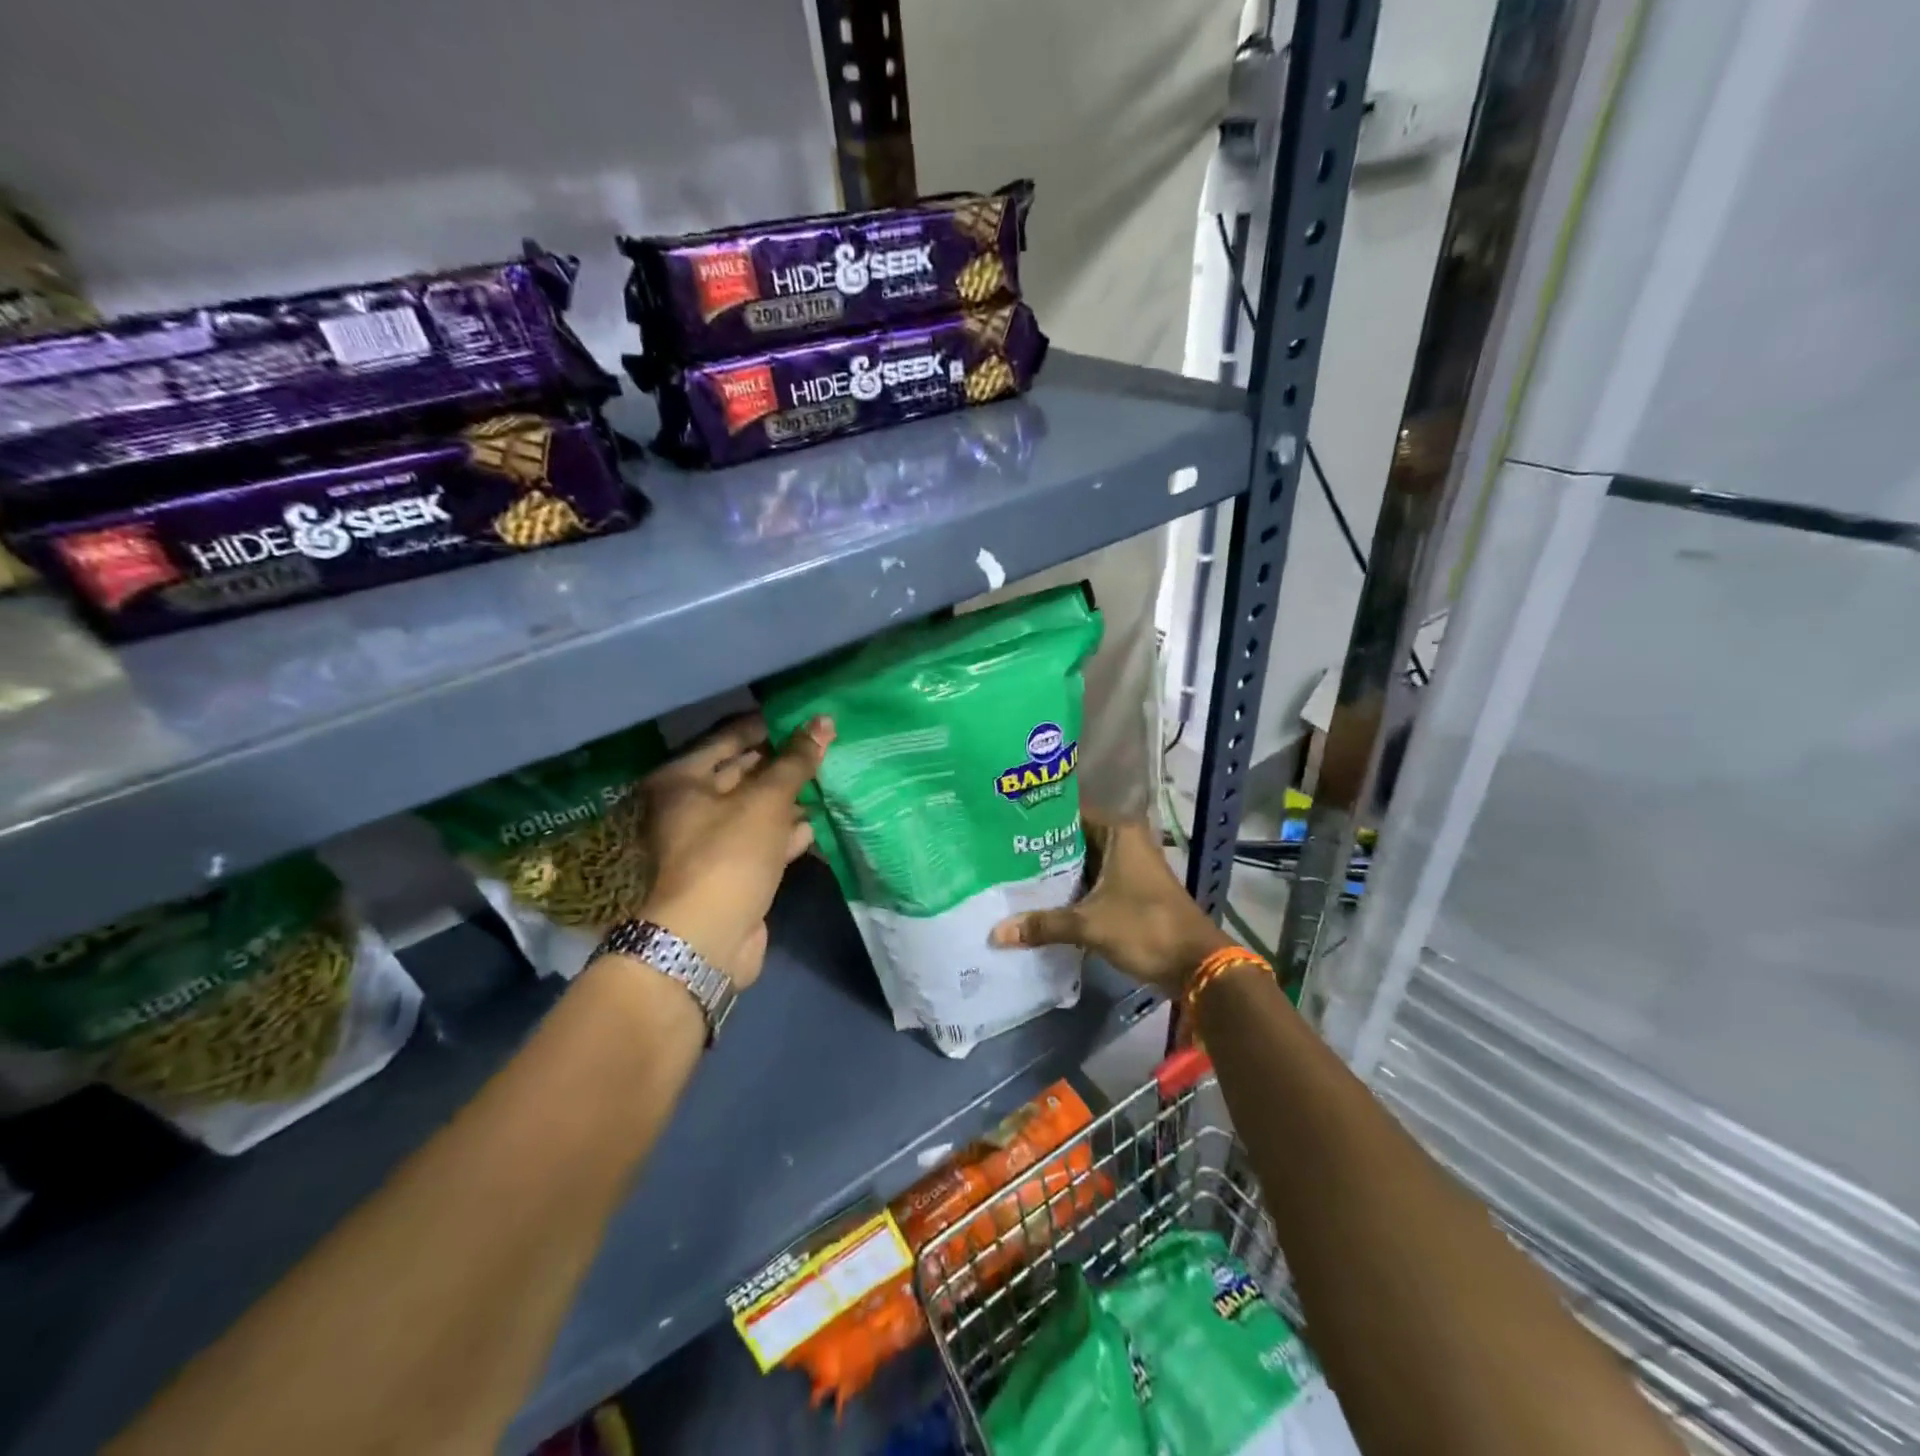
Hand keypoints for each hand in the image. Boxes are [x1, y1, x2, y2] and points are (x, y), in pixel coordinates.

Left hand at [637, 713, 833, 987]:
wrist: (708, 938)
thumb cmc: (729, 854)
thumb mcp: (766, 800)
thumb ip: (796, 761)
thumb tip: (824, 722)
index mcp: (683, 780)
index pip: (728, 738)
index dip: (767, 727)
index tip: (804, 718)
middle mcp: (691, 806)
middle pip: (742, 773)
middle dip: (782, 762)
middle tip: (824, 745)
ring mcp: (712, 841)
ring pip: (757, 808)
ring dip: (790, 797)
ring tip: (831, 777)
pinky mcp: (734, 871)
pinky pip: (765, 840)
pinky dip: (789, 832)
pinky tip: (820, 821)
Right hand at [989, 806, 1230, 993]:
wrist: (1195, 964)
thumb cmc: (1145, 928)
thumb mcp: (1089, 925)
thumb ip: (1043, 925)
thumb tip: (995, 933)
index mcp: (1118, 832)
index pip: (1069, 813)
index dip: (1037, 820)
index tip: (1002, 826)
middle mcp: (1123, 841)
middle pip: (1073, 839)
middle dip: (1040, 850)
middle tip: (998, 853)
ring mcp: (1127, 866)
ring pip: (1081, 863)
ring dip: (1054, 874)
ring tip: (1010, 875)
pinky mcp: (1128, 890)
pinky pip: (1091, 882)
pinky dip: (1069, 891)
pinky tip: (1038, 900)